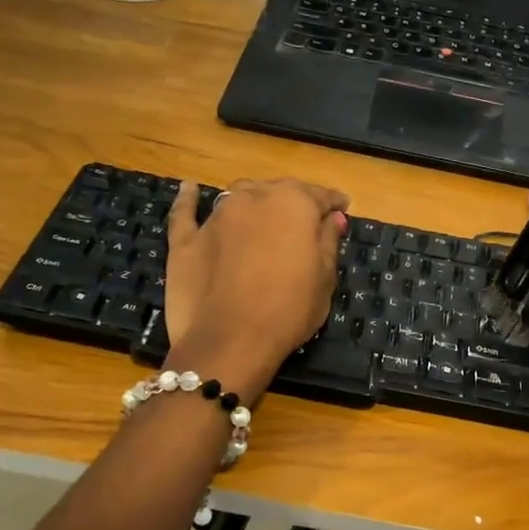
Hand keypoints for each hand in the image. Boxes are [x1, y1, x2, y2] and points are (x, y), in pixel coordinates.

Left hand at [164, 176, 349, 398]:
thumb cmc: (288, 310)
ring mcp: (216, 217)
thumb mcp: (324, 279)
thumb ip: (328, 241)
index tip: (342, 207)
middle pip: (277, 190)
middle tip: (305, 218)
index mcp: (292, 204)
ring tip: (263, 211)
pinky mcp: (185, 239)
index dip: (333, 202)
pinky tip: (191, 188)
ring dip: (254, 199)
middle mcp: (253, 198)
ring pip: (238, 196)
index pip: (319, 195)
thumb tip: (333, 217)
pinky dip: (190, 199)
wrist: (230, 341)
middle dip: (294, 199)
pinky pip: (186, 212)